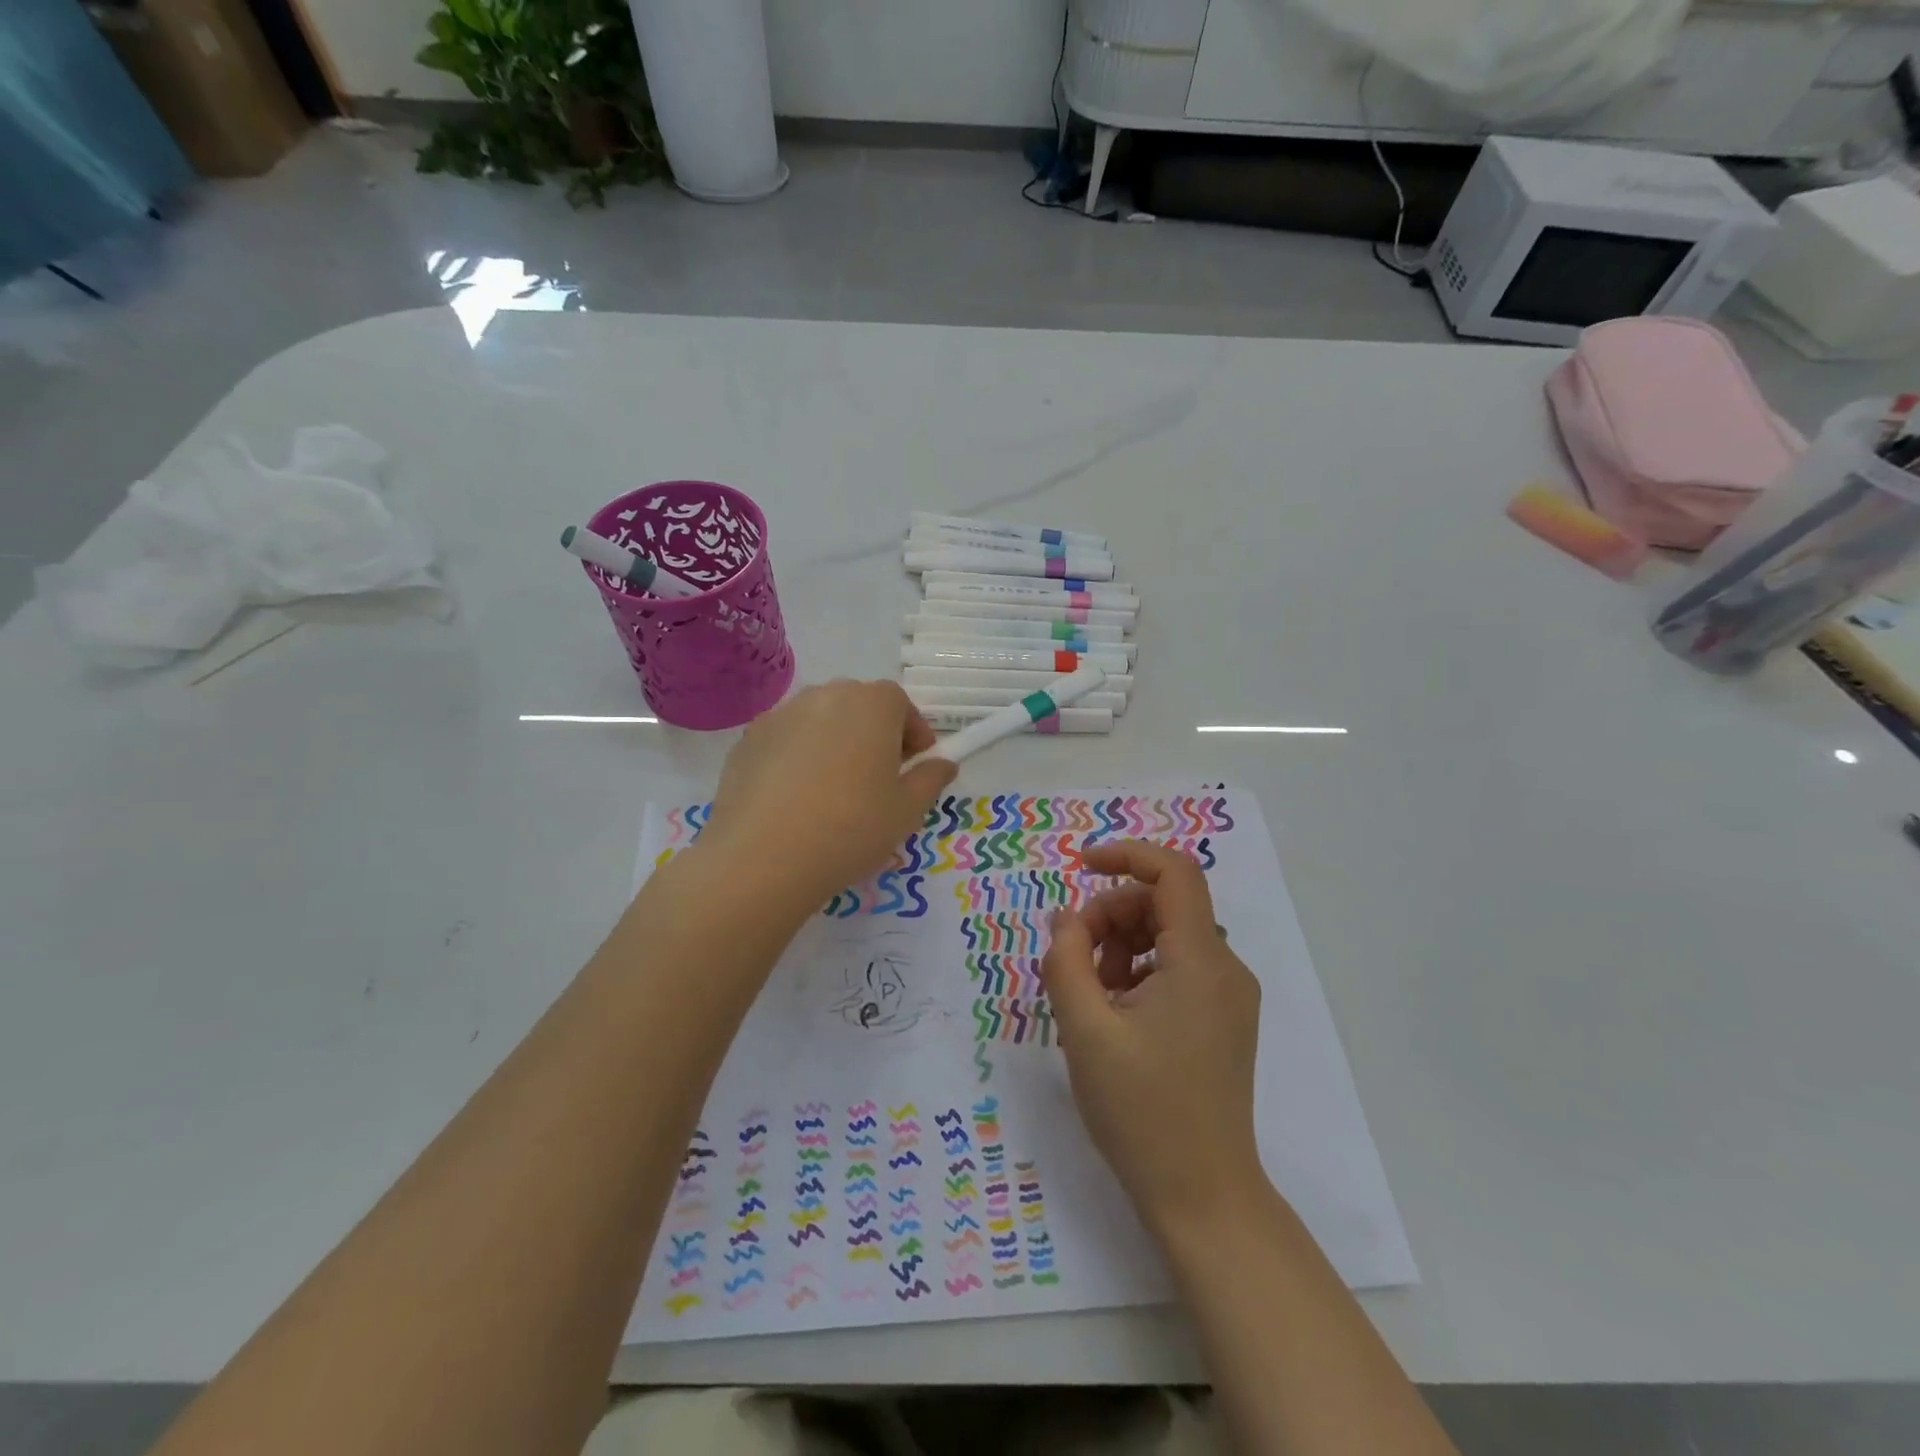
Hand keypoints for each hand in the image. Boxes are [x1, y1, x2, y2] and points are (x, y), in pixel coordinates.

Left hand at [698, 680, 955, 913]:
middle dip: (874, 733)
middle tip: (879, 777)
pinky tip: (796, 799)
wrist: (763, 857)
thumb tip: (942, 764)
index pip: (900, 703)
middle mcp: (825, 696)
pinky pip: (786, 740)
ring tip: (834, 789)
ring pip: (820, 721)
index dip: (912, 732)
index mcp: (871, 704)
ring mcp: (781, 715)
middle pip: (859, 705)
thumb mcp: (907, 811)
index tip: (915, 764)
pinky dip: (798, 757)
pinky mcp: (748, 740)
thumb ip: (930, 779)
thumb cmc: (851, 828)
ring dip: (835, 742)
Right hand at [1040, 840, 1266, 1240]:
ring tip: (1090, 994)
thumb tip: (1066, 917)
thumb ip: (1067, 960)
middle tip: (1072, 957)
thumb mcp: (1085, 1030)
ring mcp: (1228, 997)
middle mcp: (1225, 969)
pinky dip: (1139, 971)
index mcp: (1201, 962)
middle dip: (1111, 914)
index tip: (1080, 867)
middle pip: (1164, 904)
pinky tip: (1113, 1014)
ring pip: (1168, 935)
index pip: (1174, 872)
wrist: (1203, 1197)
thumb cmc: (1142, 1111)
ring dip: (1121, 945)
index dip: (1126, 854)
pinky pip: (1177, 968)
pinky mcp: (1221, 1020)